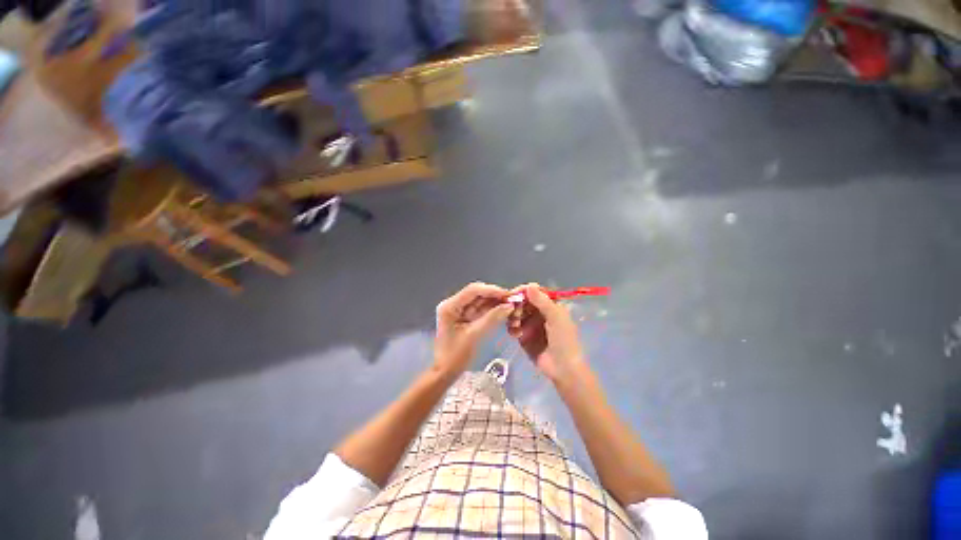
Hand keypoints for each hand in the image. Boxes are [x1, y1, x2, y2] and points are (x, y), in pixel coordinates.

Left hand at [434, 282, 513, 378]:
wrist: (445, 373)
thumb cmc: (456, 356)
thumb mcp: (474, 335)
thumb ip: (492, 318)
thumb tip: (509, 305)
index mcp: (450, 306)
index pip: (473, 290)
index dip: (492, 290)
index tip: (509, 295)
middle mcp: (454, 304)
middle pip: (478, 294)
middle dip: (495, 296)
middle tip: (513, 301)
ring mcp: (460, 311)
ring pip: (481, 301)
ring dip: (496, 303)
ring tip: (512, 306)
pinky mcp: (465, 318)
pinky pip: (481, 310)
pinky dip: (493, 310)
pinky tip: (504, 311)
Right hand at [508, 284, 587, 383]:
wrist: (563, 369)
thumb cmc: (564, 340)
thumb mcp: (555, 318)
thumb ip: (542, 301)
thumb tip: (528, 285)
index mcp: (551, 305)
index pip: (535, 292)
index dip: (524, 291)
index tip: (513, 294)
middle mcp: (540, 312)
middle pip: (523, 302)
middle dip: (516, 305)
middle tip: (515, 313)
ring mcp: (531, 324)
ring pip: (516, 313)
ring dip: (513, 316)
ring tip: (515, 325)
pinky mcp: (524, 336)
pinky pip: (513, 327)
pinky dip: (512, 328)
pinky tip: (515, 334)